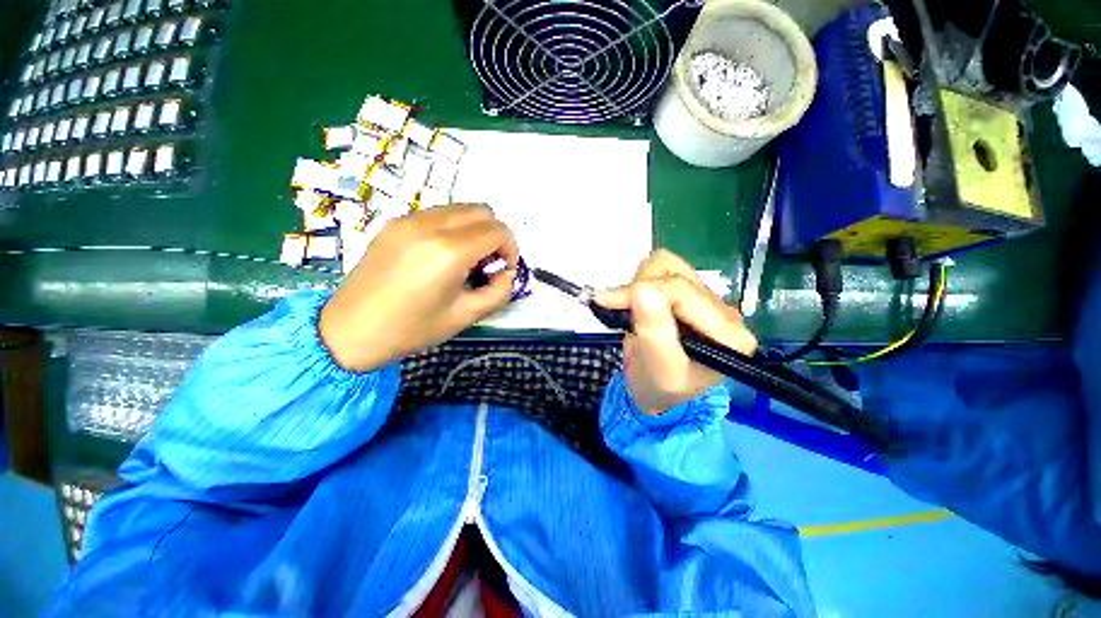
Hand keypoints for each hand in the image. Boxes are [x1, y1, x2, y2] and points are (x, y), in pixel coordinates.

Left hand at [319, 205, 518, 371]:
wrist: (350, 331)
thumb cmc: (412, 329)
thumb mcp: (466, 316)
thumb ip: (499, 292)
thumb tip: (506, 274)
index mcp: (449, 251)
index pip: (497, 231)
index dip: (510, 250)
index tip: (503, 271)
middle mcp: (430, 225)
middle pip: (482, 211)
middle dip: (494, 235)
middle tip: (487, 264)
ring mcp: (408, 220)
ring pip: (459, 209)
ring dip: (474, 230)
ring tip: (465, 261)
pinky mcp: (394, 224)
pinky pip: (437, 215)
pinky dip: (452, 228)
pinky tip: (441, 256)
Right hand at [596, 249, 756, 414]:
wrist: (656, 389)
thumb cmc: (659, 387)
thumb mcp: (659, 368)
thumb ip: (654, 331)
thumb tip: (641, 290)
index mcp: (728, 334)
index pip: (683, 292)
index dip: (642, 291)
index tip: (606, 301)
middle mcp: (722, 311)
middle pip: (675, 273)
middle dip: (638, 288)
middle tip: (613, 307)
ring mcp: (704, 297)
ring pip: (667, 263)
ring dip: (639, 282)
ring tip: (628, 308)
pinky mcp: (686, 291)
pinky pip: (661, 267)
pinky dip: (640, 280)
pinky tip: (636, 302)